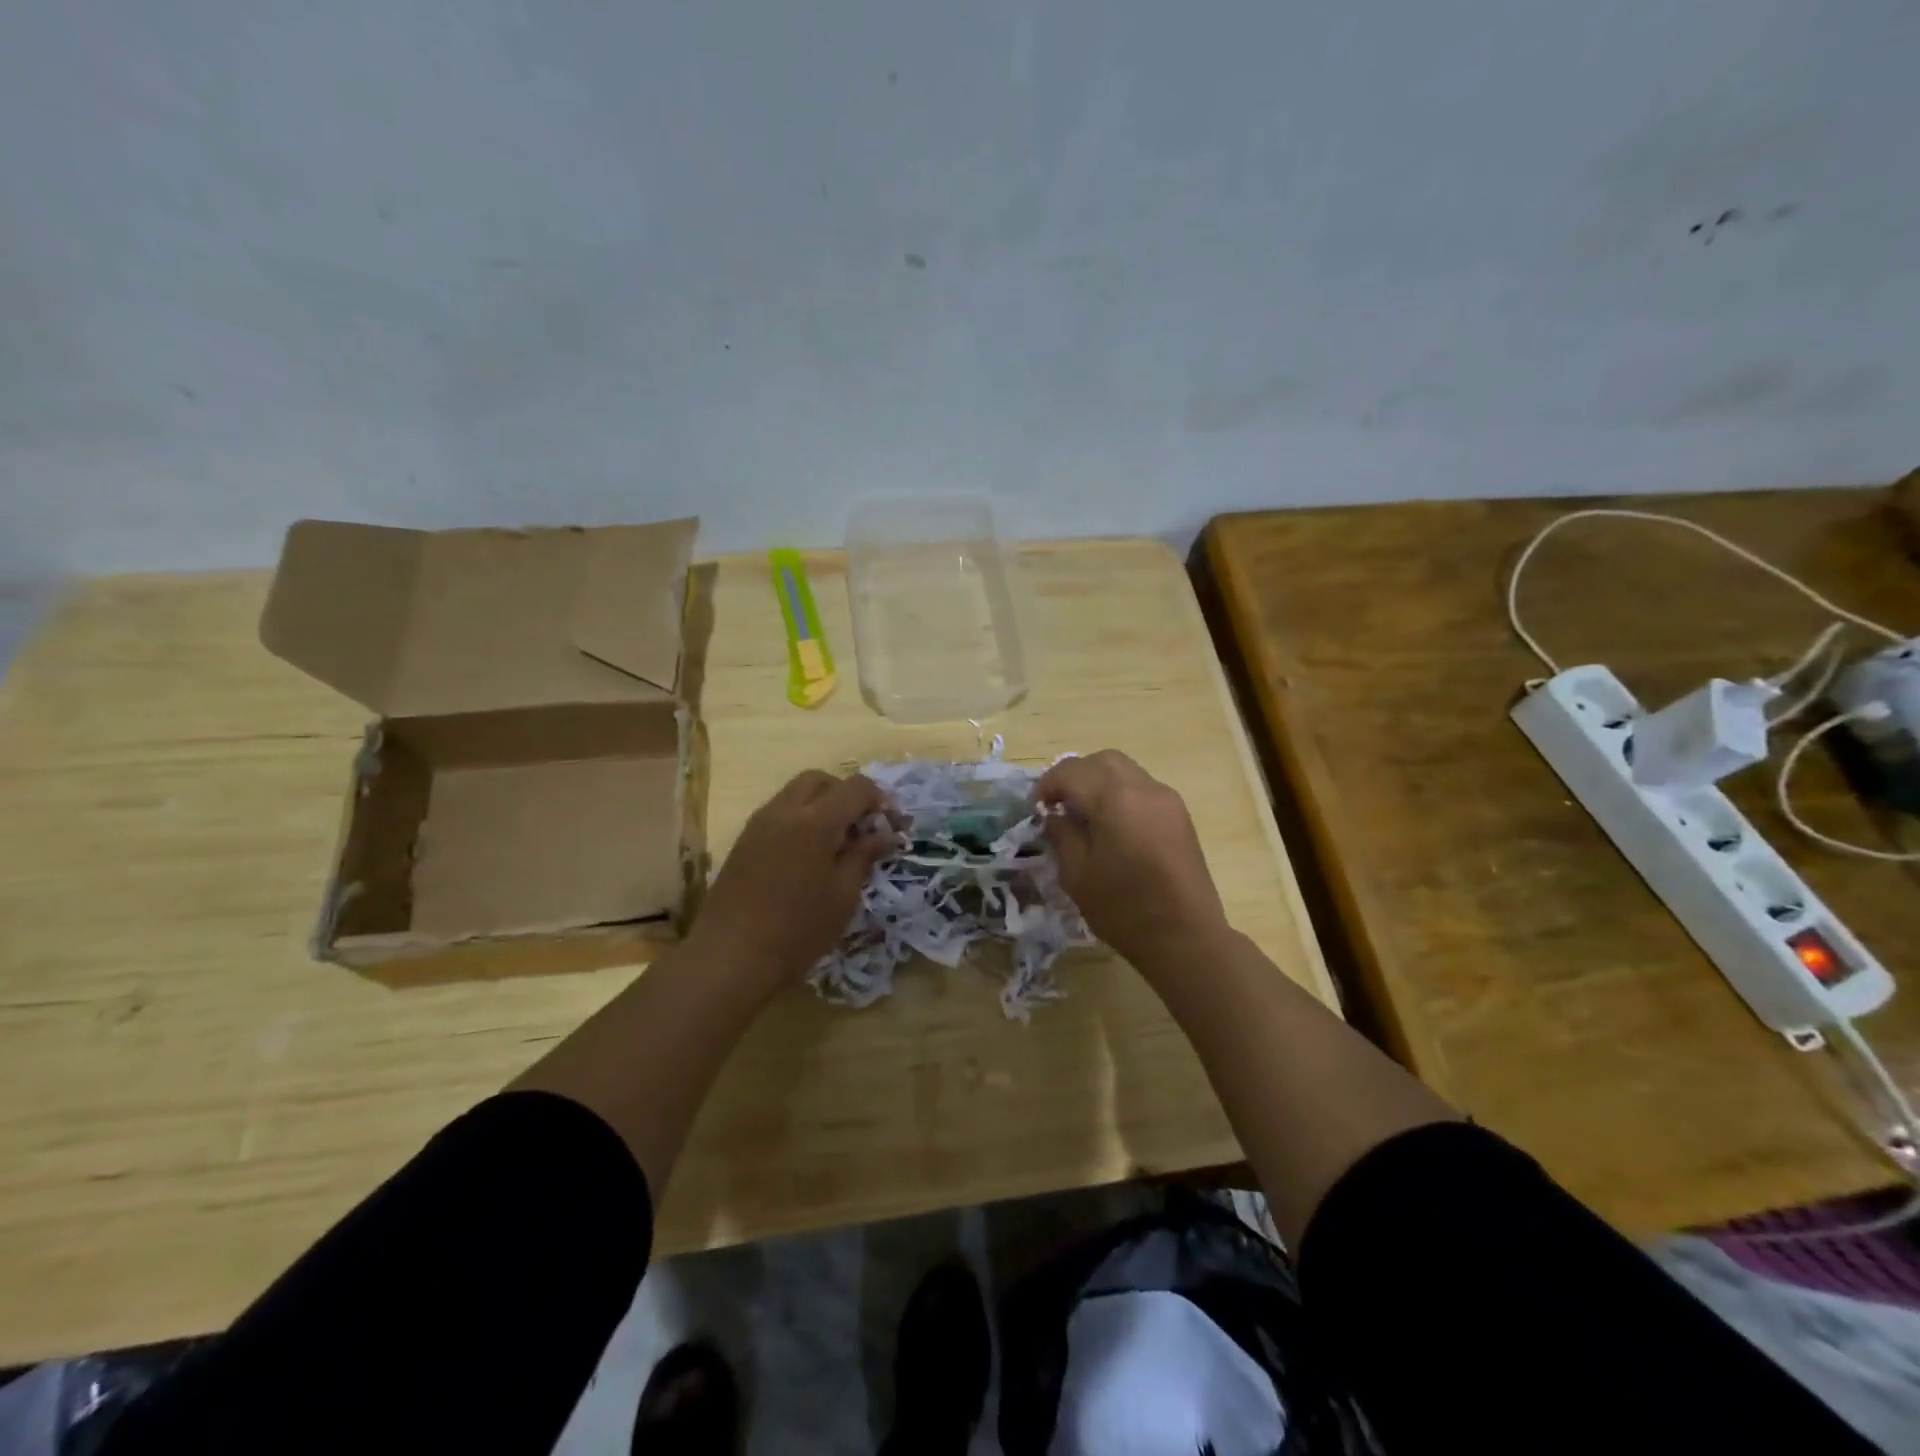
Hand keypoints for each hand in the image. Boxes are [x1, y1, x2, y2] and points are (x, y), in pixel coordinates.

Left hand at [690, 770, 897, 992]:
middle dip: (846, 794)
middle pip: (820, 780)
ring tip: (835, 843)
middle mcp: (784, 811)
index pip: (856, 788)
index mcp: (815, 821)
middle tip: (861, 828)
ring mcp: (759, 824)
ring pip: (795, 793)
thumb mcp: (843, 896)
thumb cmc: (797, 930)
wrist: (729, 957)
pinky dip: (799, 819)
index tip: (891, 825)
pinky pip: (778, 813)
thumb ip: (864, 855)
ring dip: (821, 805)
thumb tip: (885, 834)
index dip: (880, 799)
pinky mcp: (743, 841)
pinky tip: (807, 856)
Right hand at [1036, 751, 1229, 970]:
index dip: (1048, 785)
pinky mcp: (1179, 815)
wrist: (1186, 937)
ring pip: (1125, 770)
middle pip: (1102, 760)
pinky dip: (1121, 793)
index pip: (1071, 772)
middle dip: (1075, 774)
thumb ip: (1062, 836)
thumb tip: (1056, 816)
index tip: (1036, 807)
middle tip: (1059, 803)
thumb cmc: (1124, 909)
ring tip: (1084, 813)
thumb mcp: (1077, 875)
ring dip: (1099, 781)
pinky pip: (1142, 788)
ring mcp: (1166, 799)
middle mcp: (1143, 788)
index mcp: (1115, 799)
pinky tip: (1112, 824)